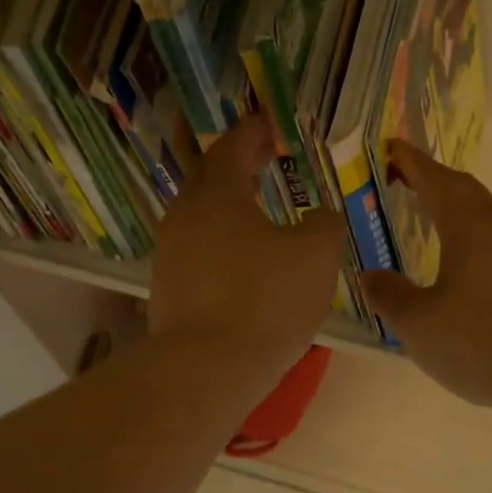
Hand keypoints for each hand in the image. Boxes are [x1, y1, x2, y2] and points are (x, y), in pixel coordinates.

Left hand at [149, 114, 346, 376]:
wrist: (205, 369)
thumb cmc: (264, 301)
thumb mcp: (315, 256)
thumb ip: (324, 225)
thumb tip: (322, 217)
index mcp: (215, 194)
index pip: (233, 146)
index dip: (255, 131)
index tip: (272, 124)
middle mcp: (183, 216)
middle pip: (210, 179)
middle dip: (240, 166)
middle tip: (267, 159)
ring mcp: (169, 254)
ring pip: (202, 218)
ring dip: (230, 209)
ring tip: (260, 211)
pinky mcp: (167, 289)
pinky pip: (198, 252)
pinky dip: (222, 245)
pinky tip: (243, 262)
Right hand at [362, 141, 491, 421]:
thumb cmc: (482, 346)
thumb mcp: (418, 325)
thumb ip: (389, 295)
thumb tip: (370, 275)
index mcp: (472, 228)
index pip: (436, 181)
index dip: (411, 163)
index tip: (391, 148)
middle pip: (466, 191)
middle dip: (433, 181)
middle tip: (403, 181)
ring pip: (490, 216)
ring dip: (458, 209)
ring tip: (432, 221)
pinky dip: (479, 238)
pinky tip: (470, 266)